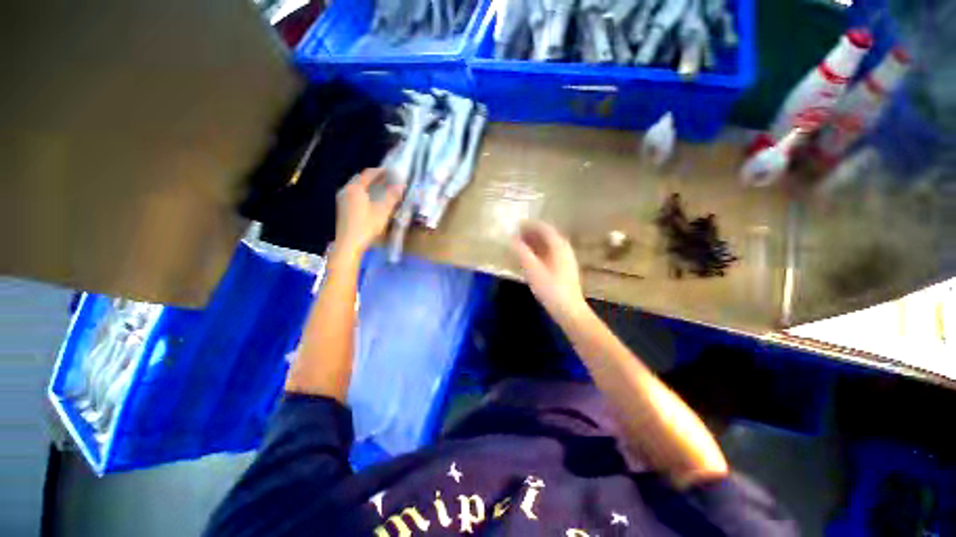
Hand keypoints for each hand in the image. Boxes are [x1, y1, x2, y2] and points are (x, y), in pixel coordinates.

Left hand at [334, 168, 403, 255]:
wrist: (349, 244)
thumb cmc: (366, 226)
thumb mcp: (383, 211)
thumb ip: (392, 196)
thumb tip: (402, 185)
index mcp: (355, 188)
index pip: (369, 174)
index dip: (381, 171)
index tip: (392, 171)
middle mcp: (347, 190)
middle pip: (361, 179)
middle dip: (375, 178)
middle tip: (388, 179)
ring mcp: (343, 199)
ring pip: (357, 187)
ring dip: (369, 186)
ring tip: (382, 189)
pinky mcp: (343, 208)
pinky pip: (355, 194)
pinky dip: (365, 193)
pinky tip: (372, 200)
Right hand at [512, 220, 587, 322]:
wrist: (569, 310)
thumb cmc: (550, 289)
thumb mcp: (533, 270)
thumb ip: (522, 253)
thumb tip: (512, 239)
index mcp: (559, 246)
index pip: (544, 228)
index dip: (530, 225)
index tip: (517, 224)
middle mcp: (564, 249)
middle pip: (548, 235)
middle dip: (532, 233)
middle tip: (516, 233)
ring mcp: (566, 259)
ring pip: (549, 245)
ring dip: (535, 242)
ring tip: (520, 244)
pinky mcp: (564, 269)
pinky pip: (550, 253)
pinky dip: (539, 251)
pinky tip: (530, 258)